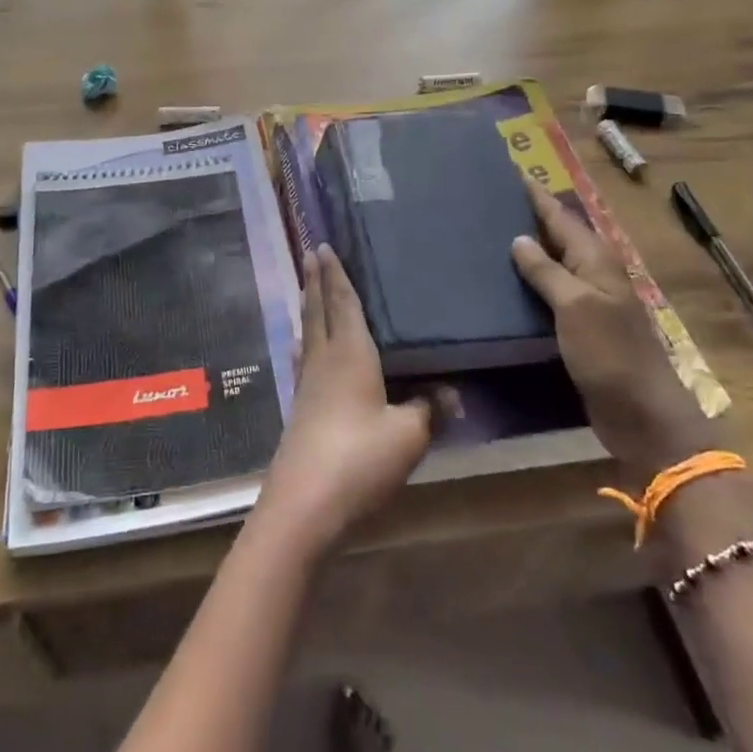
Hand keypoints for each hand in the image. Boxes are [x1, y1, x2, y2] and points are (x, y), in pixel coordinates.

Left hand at [253, 245, 432, 560]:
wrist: (305, 504)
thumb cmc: (360, 459)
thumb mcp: (409, 436)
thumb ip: (430, 409)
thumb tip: (453, 393)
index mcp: (349, 355)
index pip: (343, 303)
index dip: (336, 275)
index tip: (324, 247)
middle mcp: (323, 361)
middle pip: (317, 311)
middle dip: (315, 281)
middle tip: (310, 253)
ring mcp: (306, 385)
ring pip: (308, 333)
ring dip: (308, 307)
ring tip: (306, 289)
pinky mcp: (299, 409)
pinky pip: (304, 359)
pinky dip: (305, 342)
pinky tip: (302, 349)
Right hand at [511, 181, 719, 485]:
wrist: (641, 413)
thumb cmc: (610, 354)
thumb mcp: (576, 307)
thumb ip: (546, 271)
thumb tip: (519, 238)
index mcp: (596, 261)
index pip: (561, 217)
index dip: (537, 196)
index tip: (512, 172)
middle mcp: (593, 274)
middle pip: (559, 235)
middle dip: (530, 215)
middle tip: (493, 200)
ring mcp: (588, 301)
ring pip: (553, 262)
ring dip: (528, 247)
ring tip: (491, 234)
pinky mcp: (579, 326)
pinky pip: (549, 290)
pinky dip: (530, 279)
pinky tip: (506, 282)